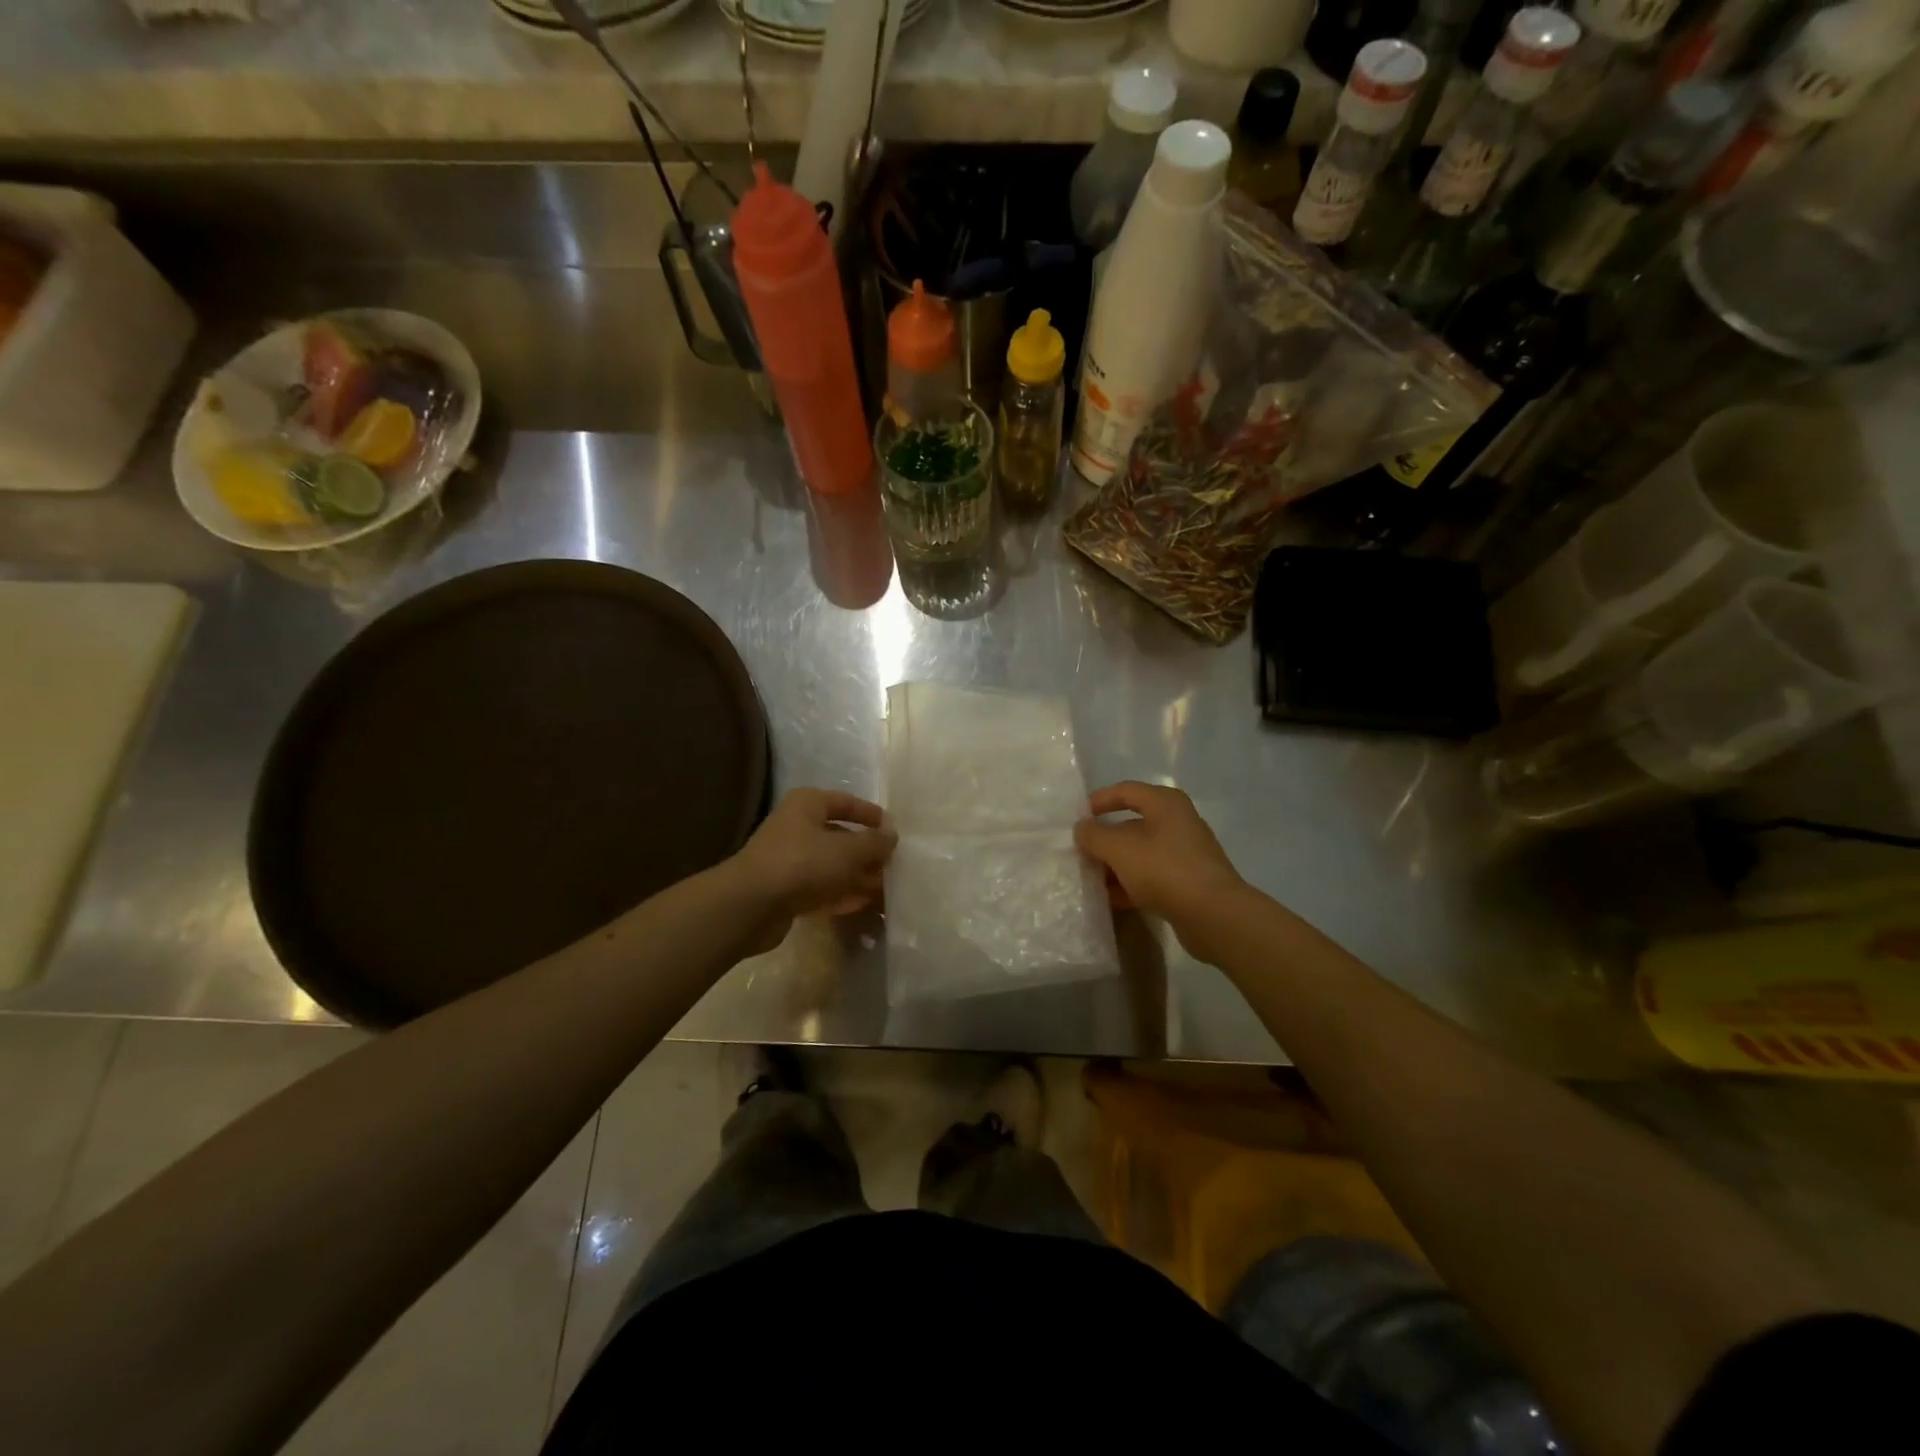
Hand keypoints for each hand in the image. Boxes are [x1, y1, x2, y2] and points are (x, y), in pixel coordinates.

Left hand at [729, 788, 896, 954]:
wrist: (751, 905)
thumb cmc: (803, 863)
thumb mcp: (848, 850)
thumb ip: (874, 842)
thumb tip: (891, 835)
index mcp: (808, 804)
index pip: (846, 802)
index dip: (871, 815)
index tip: (894, 832)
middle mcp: (797, 826)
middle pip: (839, 836)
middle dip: (866, 853)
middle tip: (893, 866)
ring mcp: (789, 859)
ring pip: (831, 865)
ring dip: (856, 876)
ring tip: (884, 890)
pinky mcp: (784, 890)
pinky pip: (819, 887)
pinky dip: (840, 894)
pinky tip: (861, 904)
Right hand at [1074, 782, 1247, 956]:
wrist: (1214, 916)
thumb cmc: (1165, 870)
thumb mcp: (1120, 849)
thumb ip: (1095, 836)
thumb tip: (1082, 828)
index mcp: (1166, 804)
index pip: (1126, 791)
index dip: (1100, 800)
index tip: (1077, 817)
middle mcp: (1178, 823)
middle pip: (1132, 824)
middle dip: (1105, 839)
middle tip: (1080, 852)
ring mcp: (1185, 854)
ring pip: (1141, 853)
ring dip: (1115, 865)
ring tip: (1090, 878)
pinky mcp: (1188, 883)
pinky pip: (1151, 877)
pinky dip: (1130, 884)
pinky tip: (1110, 899)